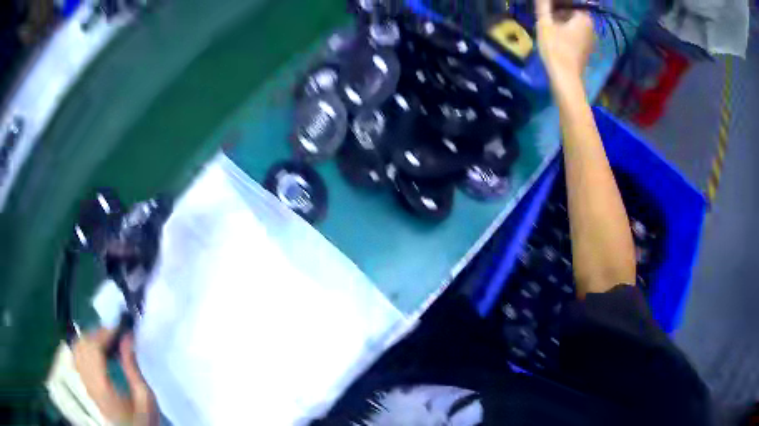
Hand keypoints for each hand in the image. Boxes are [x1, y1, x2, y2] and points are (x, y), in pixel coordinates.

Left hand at [73, 329, 157, 425]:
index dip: (104, 333)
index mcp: (103, 387)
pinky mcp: (85, 384)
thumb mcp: (145, 398)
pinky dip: (86, 347)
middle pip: (82, 345)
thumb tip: (127, 337)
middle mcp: (89, 382)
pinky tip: (98, 351)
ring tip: (107, 341)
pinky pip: (77, 357)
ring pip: (77, 349)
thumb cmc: (143, 420)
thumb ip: (132, 367)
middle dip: (98, 333)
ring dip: (91, 339)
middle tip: (115, 334)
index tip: (120, 326)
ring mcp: (85, 383)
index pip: (93, 349)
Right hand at [535, 0, 595, 81]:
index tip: (546, 7)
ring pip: (574, 24)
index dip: (558, 3)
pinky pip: (576, 35)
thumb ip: (543, 5)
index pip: (571, 3)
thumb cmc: (555, 48)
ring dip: (561, 21)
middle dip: (559, 11)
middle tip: (545, 15)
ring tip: (547, 25)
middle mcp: (591, 28)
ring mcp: (590, 41)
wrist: (565, 79)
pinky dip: (566, 32)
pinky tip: (555, 37)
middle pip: (573, 12)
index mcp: (584, 19)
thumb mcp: (545, 23)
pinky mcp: (585, 50)